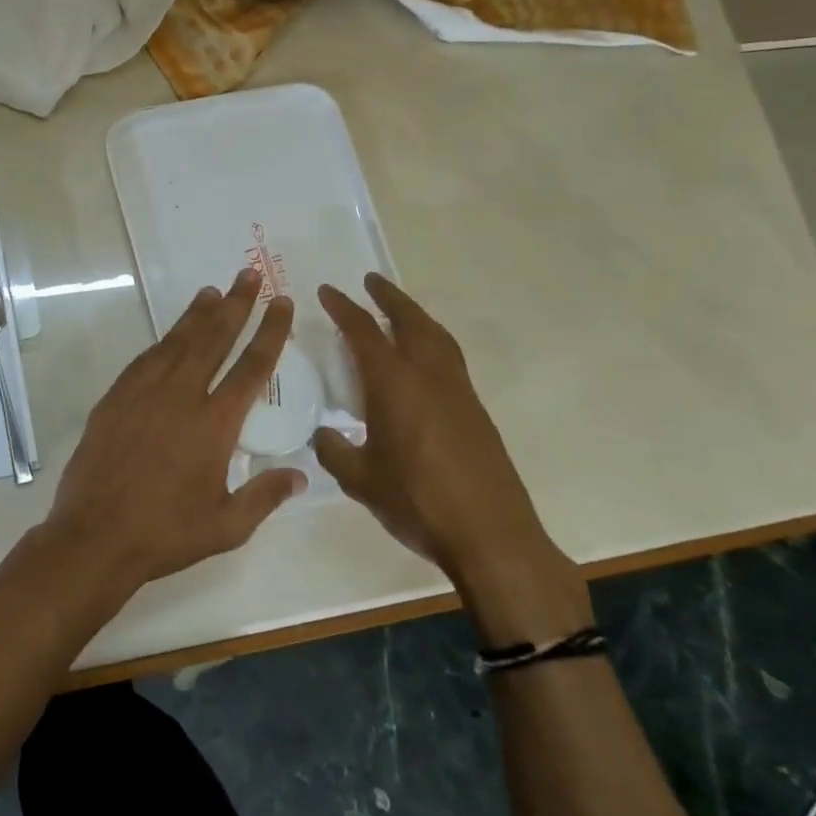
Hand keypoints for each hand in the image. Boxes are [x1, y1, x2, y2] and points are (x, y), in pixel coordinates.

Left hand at [41, 267, 306, 600]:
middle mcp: (181, 396)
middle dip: (235, 304)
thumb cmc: (165, 533)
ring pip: (177, 341)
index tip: (282, 303)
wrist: (95, 535)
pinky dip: (164, 341)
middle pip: (214, 339)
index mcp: (215, 424)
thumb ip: (265, 496)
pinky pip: (146, 359)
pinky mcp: (116, 397)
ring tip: (213, 292)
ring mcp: (144, 393)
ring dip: (197, 314)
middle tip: (248, 275)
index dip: (270, 331)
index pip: (252, 367)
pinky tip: (171, 334)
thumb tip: (300, 475)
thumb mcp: (226, 527)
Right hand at [314, 274, 590, 644]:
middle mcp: (428, 375)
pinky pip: (449, 358)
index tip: (328, 291)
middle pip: (409, 320)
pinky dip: (432, 341)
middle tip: (371, 281)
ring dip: (415, 315)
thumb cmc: (417, 501)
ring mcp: (458, 390)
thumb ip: (335, 451)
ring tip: (398, 312)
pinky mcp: (476, 410)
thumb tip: (324, 434)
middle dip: (388, 296)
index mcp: (394, 383)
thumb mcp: (360, 480)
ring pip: (436, 336)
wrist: (491, 534)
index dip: (343, 308)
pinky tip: (422, 361)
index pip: (363, 332)